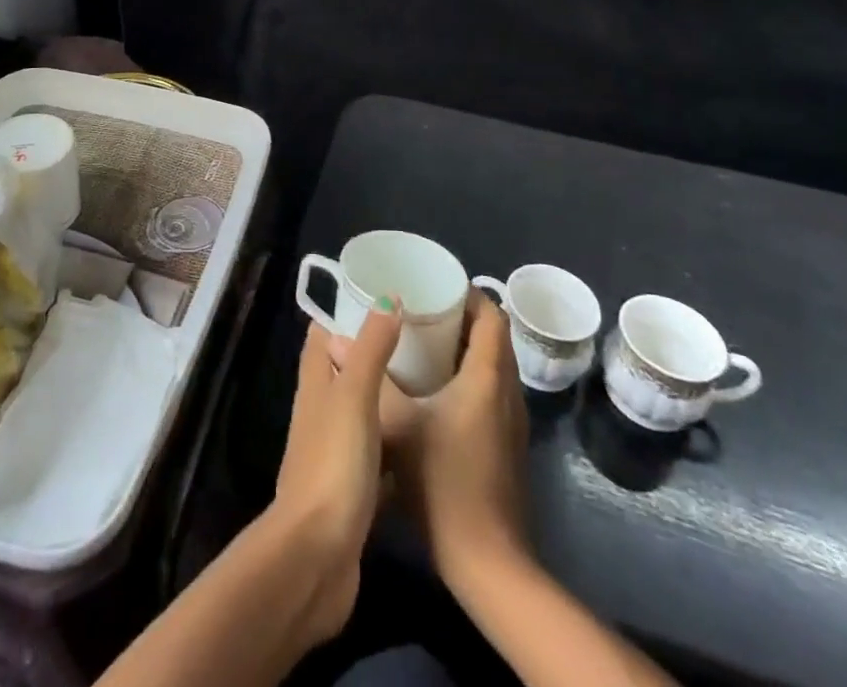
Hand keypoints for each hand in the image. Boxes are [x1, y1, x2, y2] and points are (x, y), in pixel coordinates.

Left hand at [270, 303, 402, 642]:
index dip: (348, 309)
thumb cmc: (333, 463)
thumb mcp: (355, 395)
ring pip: (363, 409)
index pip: (324, 332)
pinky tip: (427, 439)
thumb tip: (389, 296)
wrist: (317, 555)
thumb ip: (371, 346)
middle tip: (420, 336)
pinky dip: (397, 441)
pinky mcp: (352, 487)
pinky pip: (377, 451)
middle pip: (346, 367)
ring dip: (389, 394)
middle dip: (376, 349)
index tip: (386, 295)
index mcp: (315, 381)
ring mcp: (334, 450)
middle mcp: (320, 409)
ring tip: (431, 378)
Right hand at [338, 291, 530, 585]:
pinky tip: (438, 389)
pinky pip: (493, 391)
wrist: (488, 562)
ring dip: (468, 348)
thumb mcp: (397, 425)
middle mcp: (507, 391)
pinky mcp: (508, 445)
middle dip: (463, 318)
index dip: (469, 294)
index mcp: (487, 376)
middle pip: (494, 337)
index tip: (436, 285)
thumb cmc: (443, 481)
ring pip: (495, 366)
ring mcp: (512, 422)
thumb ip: (369, 379)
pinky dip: (472, 376)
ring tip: (426, 341)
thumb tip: (334, 342)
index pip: (491, 316)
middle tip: (424, 308)